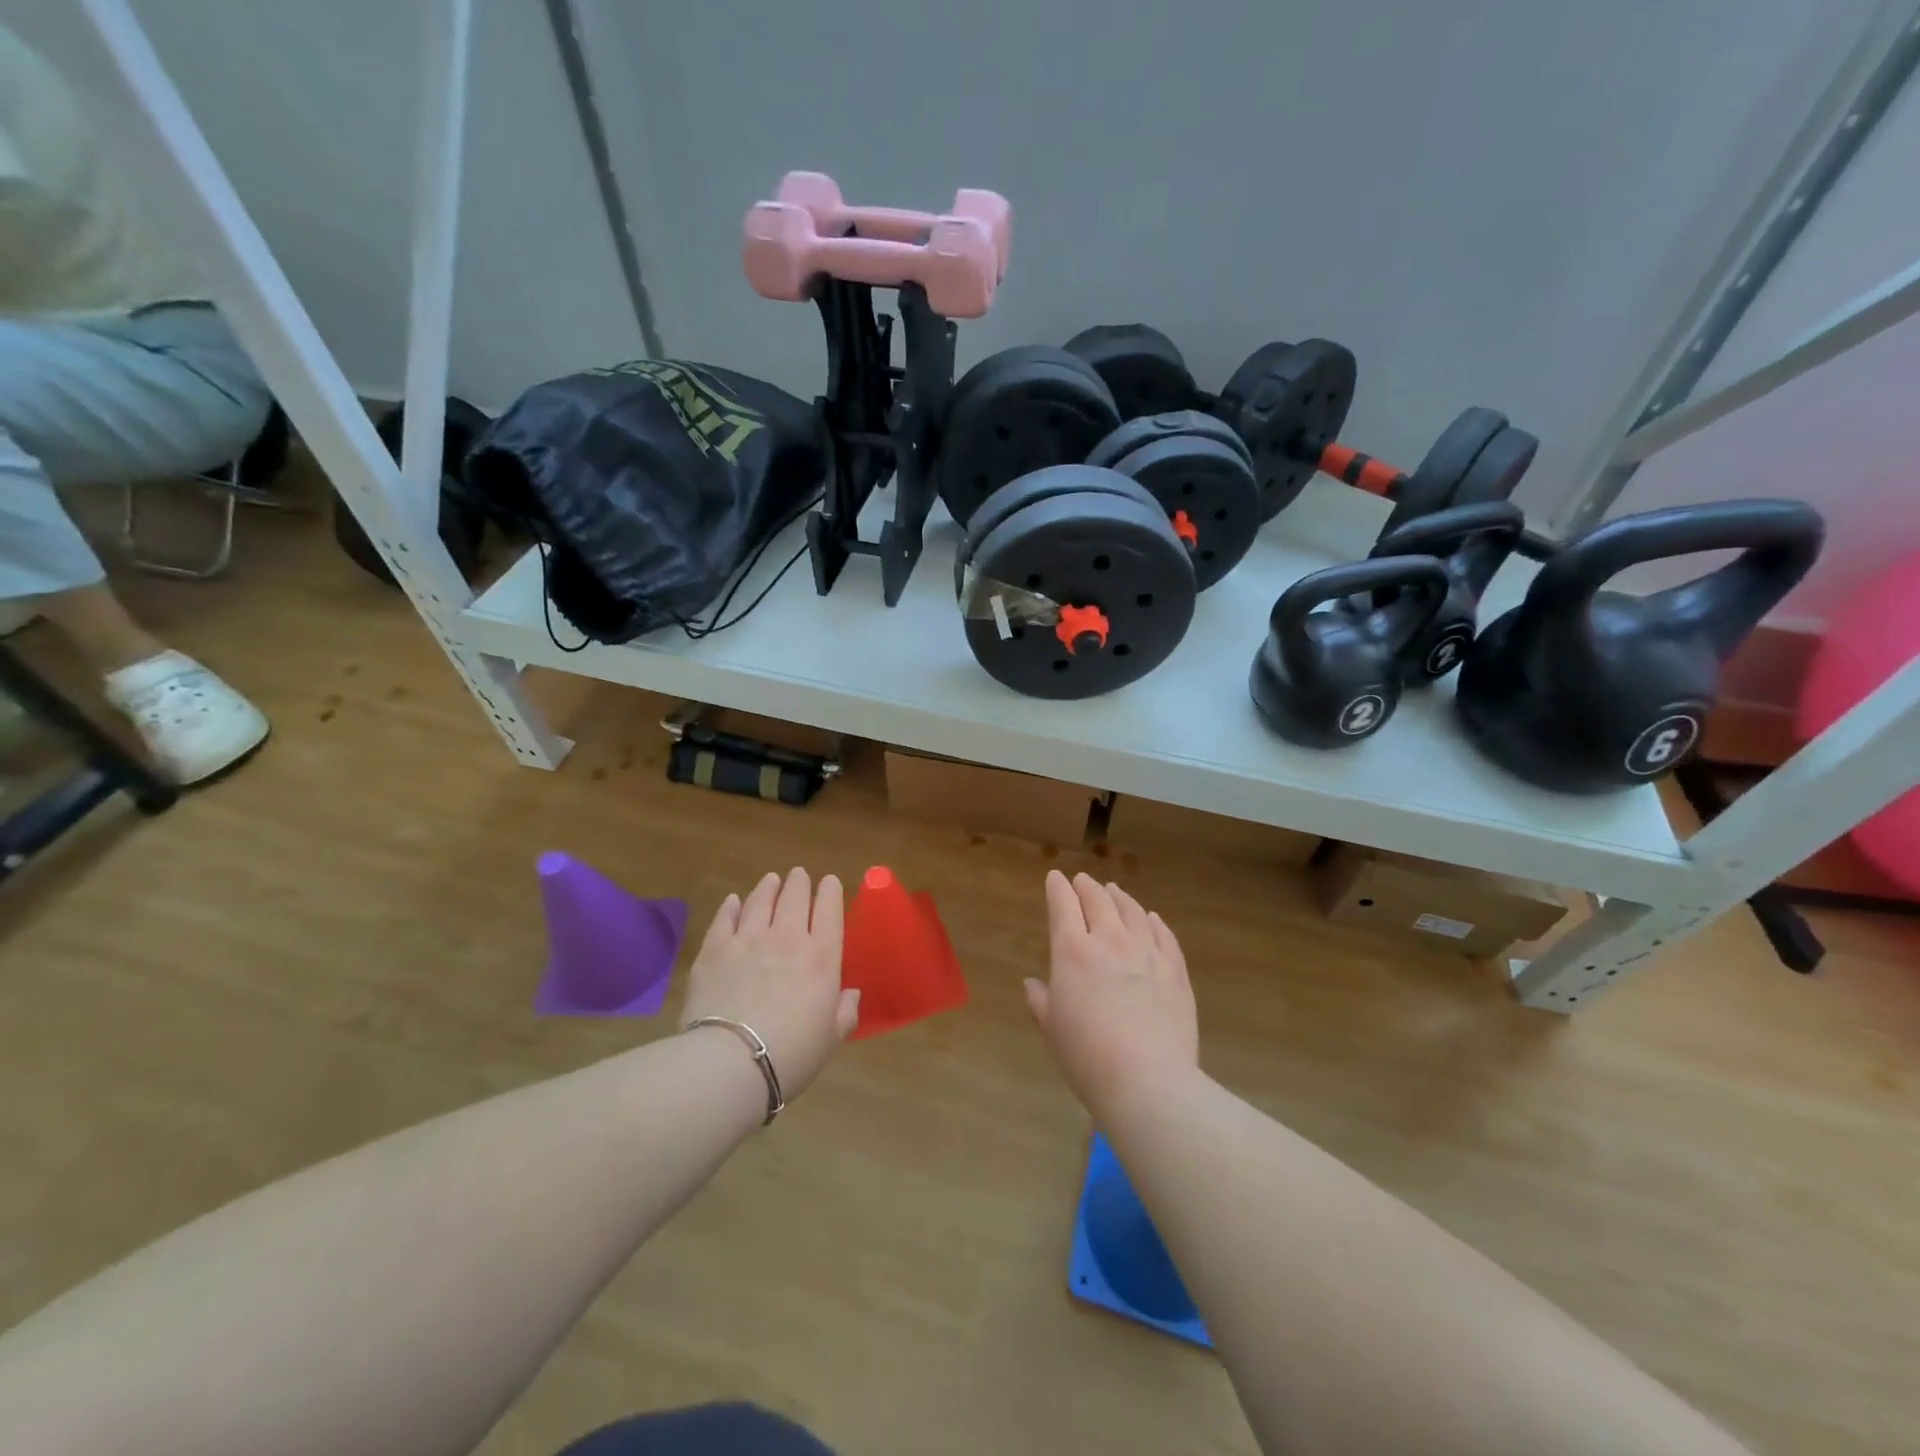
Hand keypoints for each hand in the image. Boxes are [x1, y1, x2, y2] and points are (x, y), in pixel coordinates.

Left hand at [681, 868, 858, 1100]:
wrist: (731, 1061)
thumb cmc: (792, 1053)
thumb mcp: (831, 1037)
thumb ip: (845, 1011)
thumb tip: (851, 994)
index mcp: (822, 956)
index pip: (830, 910)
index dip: (831, 891)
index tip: (830, 881)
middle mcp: (788, 937)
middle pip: (795, 897)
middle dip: (799, 882)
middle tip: (799, 875)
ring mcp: (748, 939)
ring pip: (761, 900)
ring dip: (768, 887)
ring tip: (771, 880)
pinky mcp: (715, 949)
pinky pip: (725, 918)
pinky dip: (732, 906)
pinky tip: (733, 901)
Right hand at [1025, 870, 1198, 1113]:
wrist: (1148, 1081)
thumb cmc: (1087, 1055)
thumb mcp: (1051, 1028)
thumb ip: (1040, 999)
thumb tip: (1032, 982)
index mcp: (1073, 950)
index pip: (1064, 904)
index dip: (1057, 887)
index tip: (1055, 878)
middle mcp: (1110, 940)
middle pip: (1099, 900)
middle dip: (1087, 886)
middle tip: (1082, 881)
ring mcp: (1148, 952)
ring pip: (1133, 911)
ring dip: (1120, 897)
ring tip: (1115, 891)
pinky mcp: (1176, 970)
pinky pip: (1164, 934)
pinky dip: (1154, 921)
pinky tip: (1152, 918)